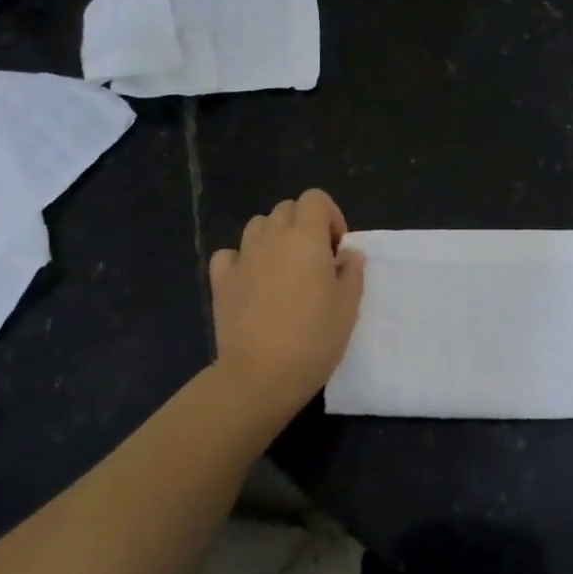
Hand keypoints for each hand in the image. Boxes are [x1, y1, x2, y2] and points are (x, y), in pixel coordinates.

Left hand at [209, 189, 366, 429]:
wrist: (262, 374)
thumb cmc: (314, 338)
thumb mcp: (348, 306)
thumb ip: (351, 271)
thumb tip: (348, 253)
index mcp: (306, 238)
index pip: (315, 198)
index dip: (329, 216)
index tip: (336, 248)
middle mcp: (272, 238)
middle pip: (286, 209)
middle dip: (303, 225)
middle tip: (314, 261)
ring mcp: (242, 258)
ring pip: (257, 226)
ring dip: (273, 238)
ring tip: (284, 270)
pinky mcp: (221, 281)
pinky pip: (229, 254)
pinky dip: (241, 259)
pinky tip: (251, 280)